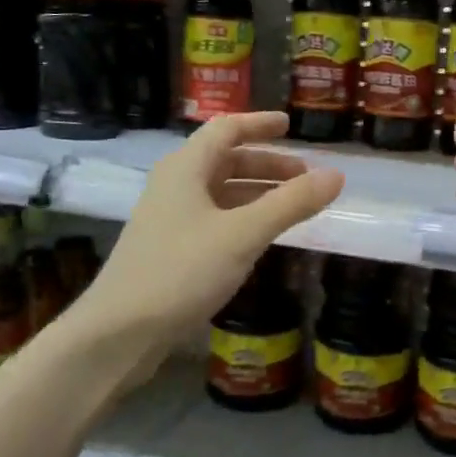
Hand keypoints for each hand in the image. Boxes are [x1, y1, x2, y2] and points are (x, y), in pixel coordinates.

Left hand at [87, 112, 343, 342]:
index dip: (259, 124)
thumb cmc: (181, 271)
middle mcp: (175, 185)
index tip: (290, 125)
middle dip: (267, 165)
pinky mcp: (170, 248)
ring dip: (257, 192)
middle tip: (305, 178)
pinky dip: (243, 217)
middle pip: (226, 160)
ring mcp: (170, 218)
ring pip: (221, 192)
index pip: (226, 129)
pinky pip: (215, 218)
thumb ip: (291, 203)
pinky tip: (262, 236)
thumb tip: (336, 175)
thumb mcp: (243, 234)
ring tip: (293, 206)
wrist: (119, 332)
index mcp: (186, 168)